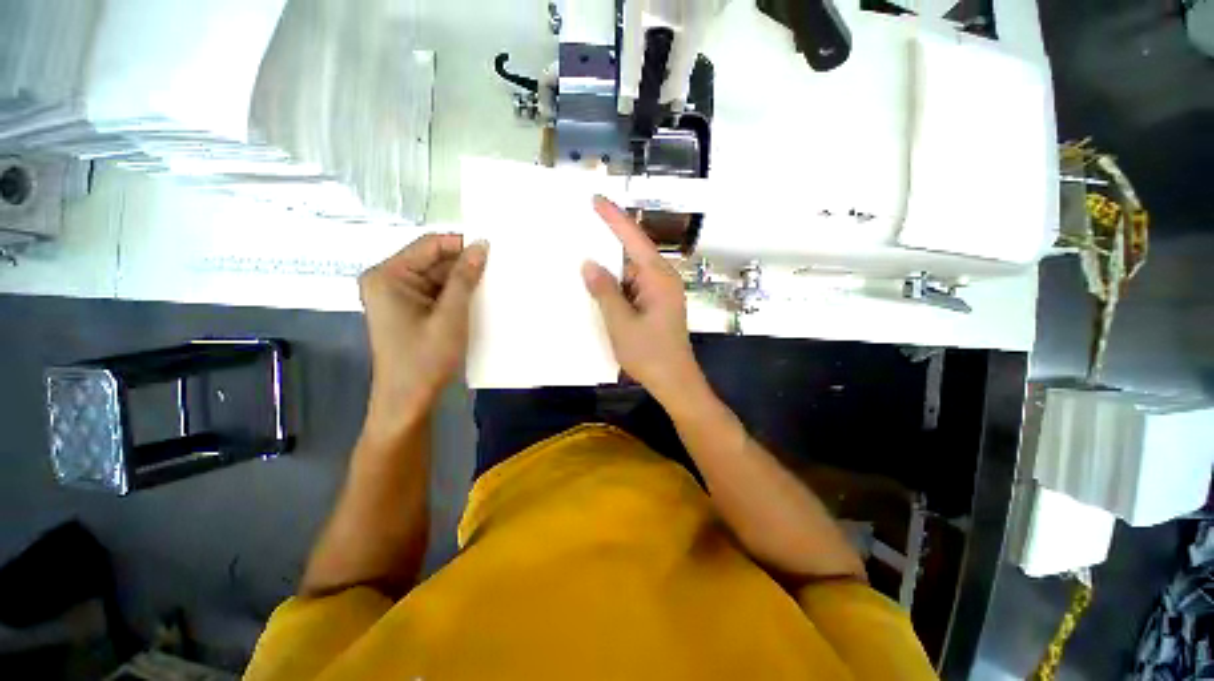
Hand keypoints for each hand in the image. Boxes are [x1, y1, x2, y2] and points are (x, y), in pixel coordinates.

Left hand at [359, 234, 487, 426]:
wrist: (409, 399)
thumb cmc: (426, 358)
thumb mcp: (451, 315)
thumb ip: (465, 278)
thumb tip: (481, 245)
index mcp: (388, 275)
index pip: (429, 245)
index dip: (461, 245)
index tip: (494, 250)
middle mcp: (388, 280)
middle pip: (432, 260)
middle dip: (464, 264)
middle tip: (498, 268)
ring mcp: (397, 295)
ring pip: (437, 276)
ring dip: (462, 281)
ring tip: (492, 283)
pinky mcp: (408, 309)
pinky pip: (435, 291)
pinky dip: (455, 294)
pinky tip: (477, 298)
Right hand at [582, 196, 702, 404]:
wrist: (674, 382)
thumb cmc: (650, 354)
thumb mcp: (621, 322)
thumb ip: (605, 291)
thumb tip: (589, 264)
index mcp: (658, 277)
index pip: (633, 238)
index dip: (613, 218)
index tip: (595, 199)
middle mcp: (662, 279)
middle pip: (633, 252)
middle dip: (608, 242)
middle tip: (581, 229)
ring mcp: (660, 293)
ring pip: (631, 271)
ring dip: (610, 268)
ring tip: (582, 257)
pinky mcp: (656, 305)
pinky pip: (632, 286)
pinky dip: (616, 285)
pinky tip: (598, 286)